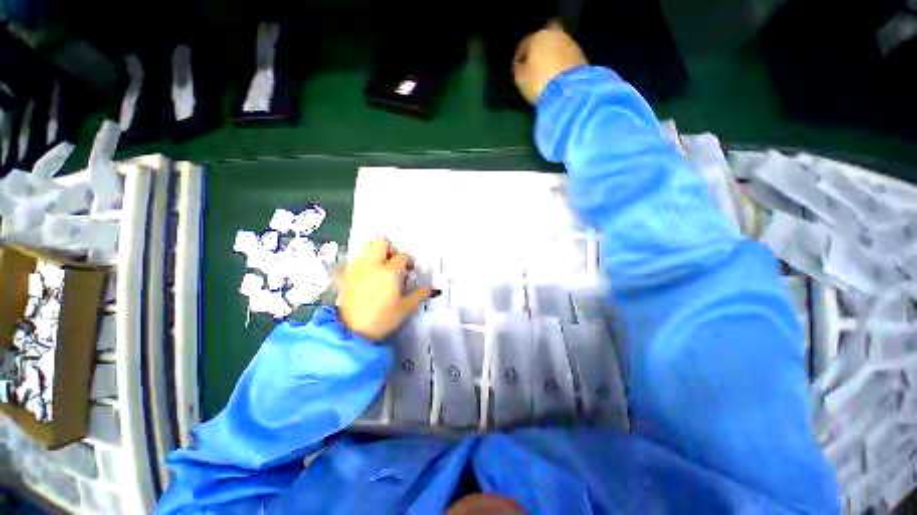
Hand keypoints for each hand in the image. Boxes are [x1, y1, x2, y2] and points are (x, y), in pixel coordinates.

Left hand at [337, 238, 432, 341]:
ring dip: (377, 252)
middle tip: (395, 262)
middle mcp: (372, 265)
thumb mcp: (404, 308)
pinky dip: (366, 260)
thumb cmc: (381, 319)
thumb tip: (430, 288)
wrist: (351, 331)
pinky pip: (358, 258)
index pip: (402, 257)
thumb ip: (418, 295)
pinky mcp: (347, 274)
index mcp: (389, 272)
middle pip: (382, 243)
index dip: (408, 262)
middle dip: (391, 249)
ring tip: (382, 267)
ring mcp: (357, 268)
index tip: (409, 270)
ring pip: (367, 247)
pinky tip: (370, 275)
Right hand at [513, 20, 587, 103]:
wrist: (568, 91)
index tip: (518, 69)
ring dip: (552, 58)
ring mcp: (571, 44)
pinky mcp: (582, 57)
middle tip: (535, 68)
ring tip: (547, 75)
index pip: (525, 44)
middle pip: (544, 43)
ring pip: (557, 49)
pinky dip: (562, 66)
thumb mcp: (520, 78)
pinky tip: (558, 78)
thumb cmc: (538, 82)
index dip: (520, 58)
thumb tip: (521, 65)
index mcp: (538, 36)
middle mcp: (556, 34)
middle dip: (539, 53)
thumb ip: (519, 68)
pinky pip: (566, 59)